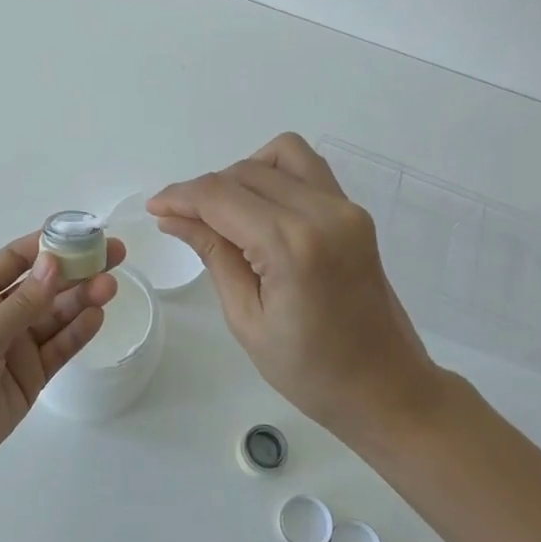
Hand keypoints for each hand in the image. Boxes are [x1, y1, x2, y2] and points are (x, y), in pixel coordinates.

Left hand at [0, 232, 124, 484]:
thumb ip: (20, 306)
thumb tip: (54, 263)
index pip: (16, 259)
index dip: (49, 244)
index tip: (84, 233)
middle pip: (44, 285)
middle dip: (76, 270)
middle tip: (114, 255)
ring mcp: (16, 345)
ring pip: (56, 315)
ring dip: (82, 299)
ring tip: (110, 286)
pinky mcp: (31, 374)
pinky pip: (59, 347)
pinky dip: (78, 332)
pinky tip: (97, 317)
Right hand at [149, 133, 447, 436]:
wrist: (385, 387)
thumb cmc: (310, 371)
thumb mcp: (246, 319)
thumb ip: (213, 255)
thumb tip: (173, 217)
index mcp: (292, 246)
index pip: (221, 196)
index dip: (180, 197)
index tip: (155, 209)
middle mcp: (323, 212)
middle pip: (245, 171)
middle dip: (205, 190)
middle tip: (182, 222)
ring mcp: (345, 207)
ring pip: (280, 154)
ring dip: (242, 174)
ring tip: (225, 214)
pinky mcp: (355, 212)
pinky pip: (308, 169)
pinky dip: (275, 174)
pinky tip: (259, 210)